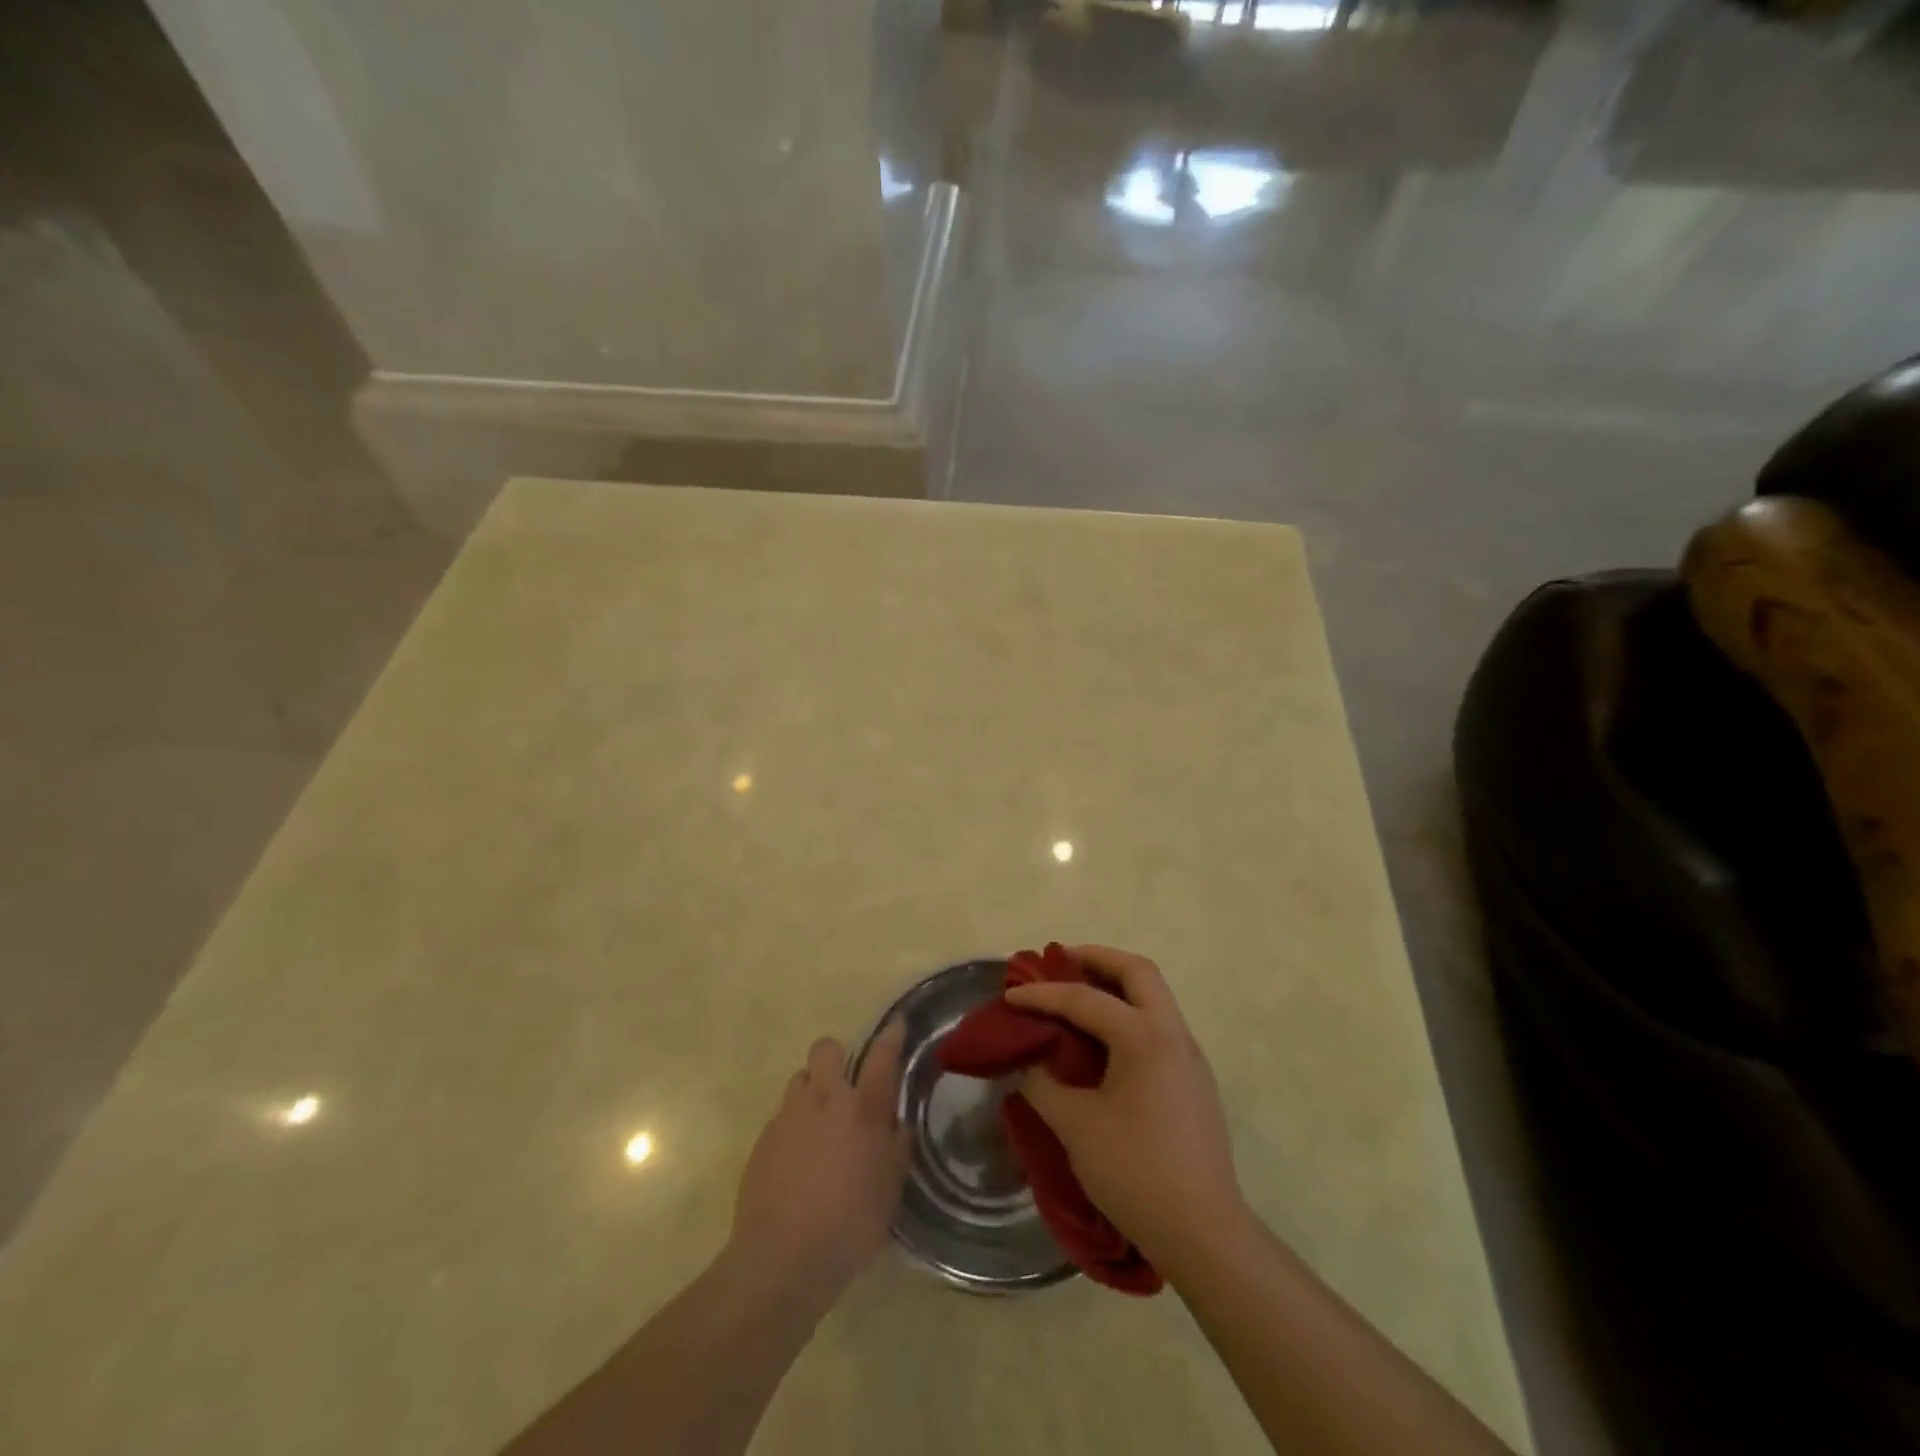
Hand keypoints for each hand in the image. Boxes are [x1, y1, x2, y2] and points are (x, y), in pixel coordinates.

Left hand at [730, 1023, 910, 1300]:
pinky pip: (782, 1116)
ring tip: (820, 1125)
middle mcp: (825, 1100)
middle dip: (836, 1057)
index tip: (895, 1025)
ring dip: (812, 1091)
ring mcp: (789, 1116)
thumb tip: (897, 1126)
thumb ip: (896, 1150)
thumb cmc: (850, 1225)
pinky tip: (798, 1160)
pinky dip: (793, 1126)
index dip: (890, 1036)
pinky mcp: (763, 1138)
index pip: (881, 1057)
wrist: (781, 1258)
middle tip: (845, 1085)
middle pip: (826, 1049)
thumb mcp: (890, 1191)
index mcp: (863, 1109)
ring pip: (800, 1079)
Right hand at [1006, 946, 1244, 1269]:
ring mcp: (1189, 1056)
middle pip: (1138, 971)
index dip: (1043, 994)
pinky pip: (1158, 1024)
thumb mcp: (1076, 1127)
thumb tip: (1028, 1063)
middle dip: (1096, 959)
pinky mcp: (1193, 1080)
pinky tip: (1103, 1041)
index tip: (1010, 995)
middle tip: (1060, 962)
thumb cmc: (1137, 1173)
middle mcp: (1173, 1034)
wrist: (1204, 1234)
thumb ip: (1044, 1085)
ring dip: (1115, 984)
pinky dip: (1128, 1013)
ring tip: (1077, 994)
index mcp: (1145, 1037)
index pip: (1085, 999)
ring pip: (1153, 995)